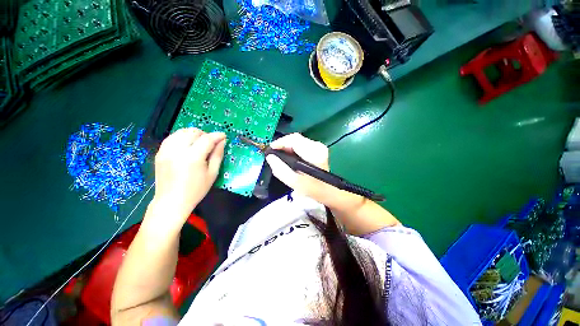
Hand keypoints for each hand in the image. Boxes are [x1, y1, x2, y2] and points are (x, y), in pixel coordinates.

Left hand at [152, 128, 225, 220]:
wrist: (171, 201)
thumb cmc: (196, 190)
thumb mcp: (212, 173)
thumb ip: (218, 155)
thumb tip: (222, 142)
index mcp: (193, 157)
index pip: (207, 139)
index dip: (217, 136)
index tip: (223, 136)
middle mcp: (178, 150)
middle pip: (193, 132)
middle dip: (205, 134)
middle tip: (211, 143)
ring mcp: (166, 151)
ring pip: (181, 132)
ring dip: (193, 134)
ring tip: (199, 143)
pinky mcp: (160, 153)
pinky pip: (172, 137)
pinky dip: (182, 137)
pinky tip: (187, 145)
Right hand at [265, 133, 364, 210]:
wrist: (329, 191)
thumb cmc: (313, 189)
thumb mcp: (294, 182)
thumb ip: (280, 169)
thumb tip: (270, 157)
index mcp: (313, 153)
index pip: (294, 140)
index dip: (280, 142)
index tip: (270, 150)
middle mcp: (317, 146)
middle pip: (296, 138)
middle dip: (283, 144)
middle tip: (273, 154)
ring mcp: (319, 147)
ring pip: (298, 141)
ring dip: (287, 147)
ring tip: (279, 156)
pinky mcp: (318, 149)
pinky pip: (301, 145)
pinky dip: (293, 149)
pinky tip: (288, 157)